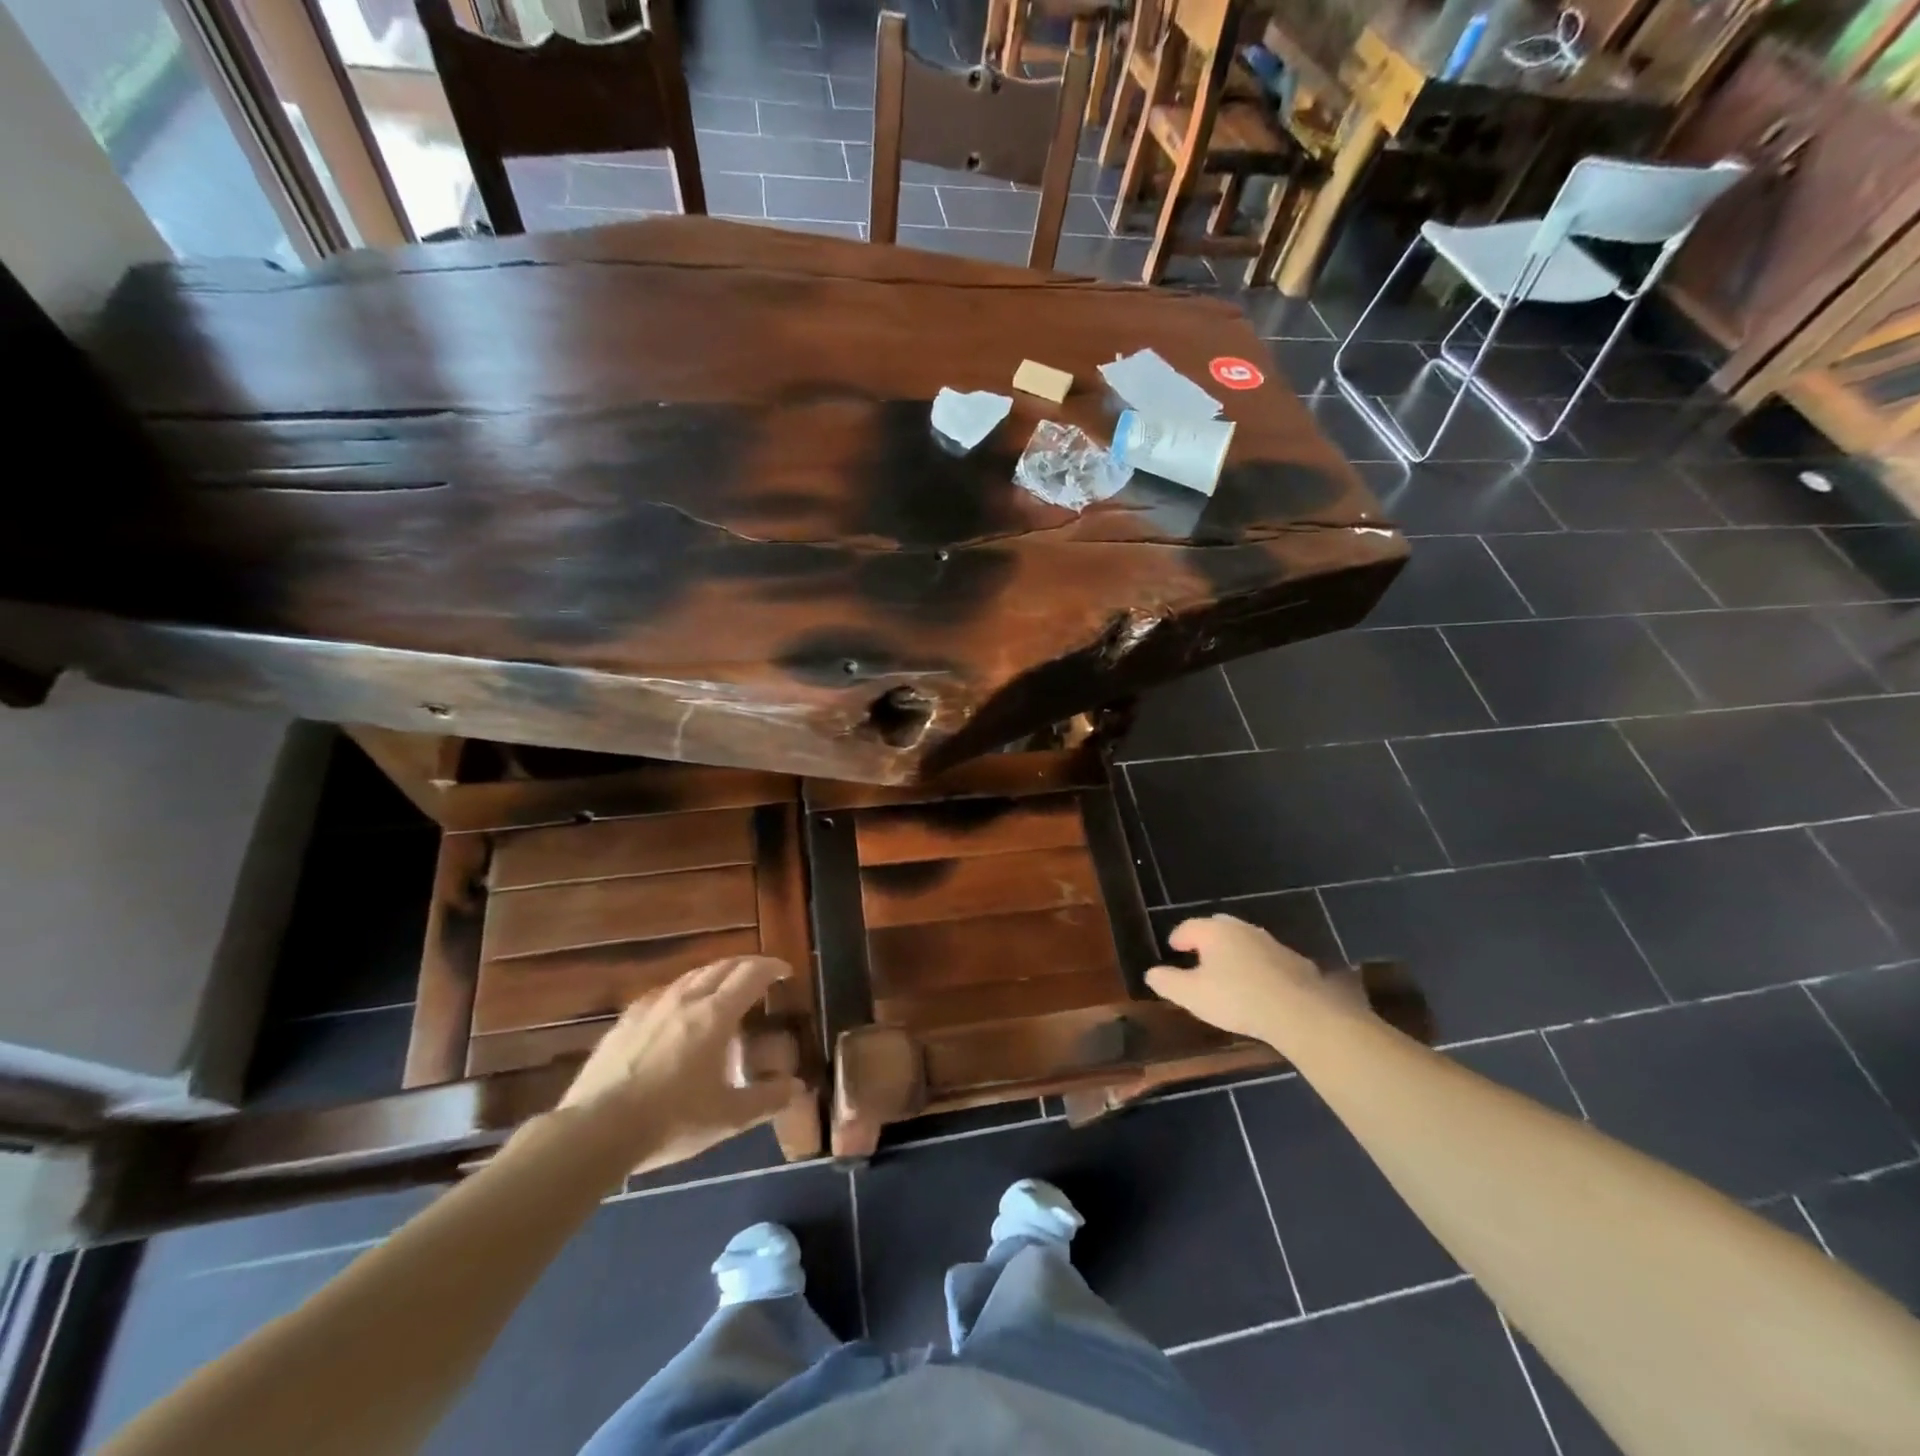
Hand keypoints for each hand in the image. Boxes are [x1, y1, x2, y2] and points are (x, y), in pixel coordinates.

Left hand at [558, 956, 807, 1170]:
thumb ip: (765, 1100)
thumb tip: (796, 1087)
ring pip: (690, 976)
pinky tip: (677, 1009)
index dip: (772, 967)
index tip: (784, 972)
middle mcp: (686, 999)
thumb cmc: (670, 1121)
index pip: (751, 974)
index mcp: (715, 1015)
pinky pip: (662, 993)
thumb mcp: (727, 1118)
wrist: (594, 1131)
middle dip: (746, 965)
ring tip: (722, 989)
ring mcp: (651, 1007)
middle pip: (721, 967)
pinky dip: (683, 991)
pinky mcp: (625, 1021)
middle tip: (760, 975)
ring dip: (714, 975)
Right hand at [1145, 914, 1353, 1043]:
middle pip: (1217, 927)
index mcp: (1214, 931)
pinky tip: (1255, 984)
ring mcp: (1269, 942)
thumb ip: (1167, 982)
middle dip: (1206, 939)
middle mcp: (1241, 928)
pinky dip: (1255, 965)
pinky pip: (1264, 957)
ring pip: (1243, 940)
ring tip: (1226, 971)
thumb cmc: (1237, 998)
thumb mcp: (1192, 995)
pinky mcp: (1292, 960)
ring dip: (1232, 952)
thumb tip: (1151, 973)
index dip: (1178, 938)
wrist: (1298, 1010)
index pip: (1188, 927)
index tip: (1173, 949)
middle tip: (1198, 956)